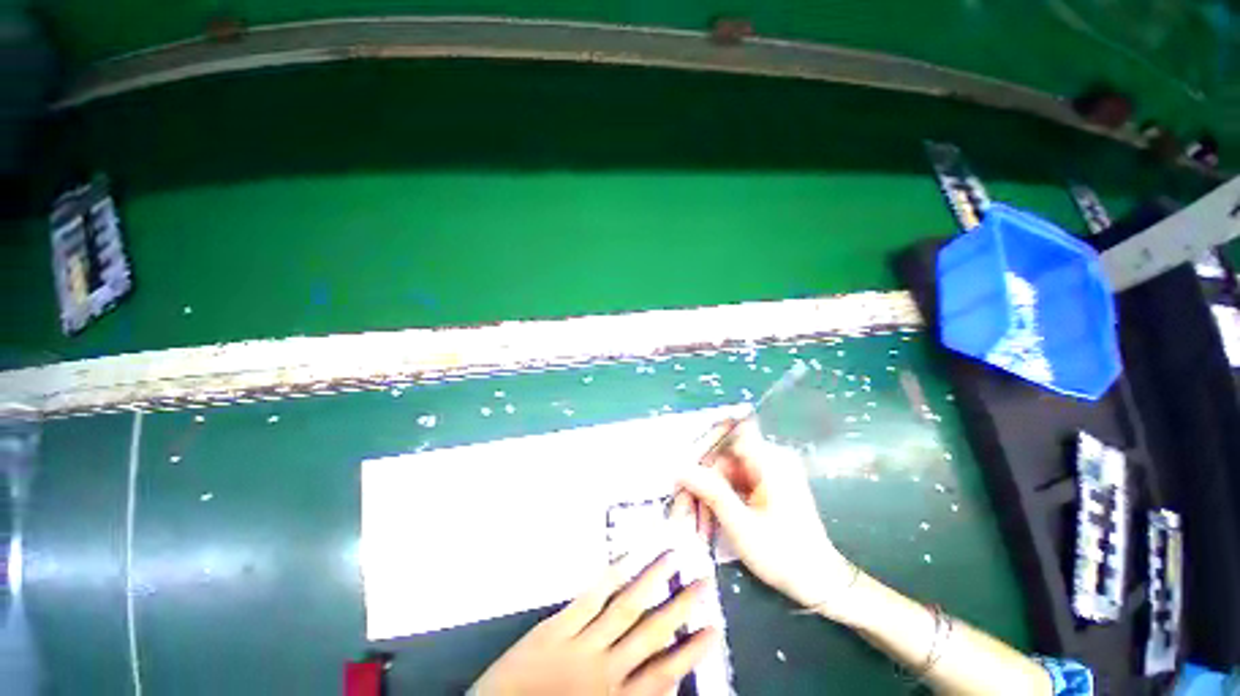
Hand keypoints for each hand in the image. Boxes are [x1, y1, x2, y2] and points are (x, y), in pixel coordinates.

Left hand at [471, 552, 717, 695]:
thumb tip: (664, 681)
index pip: (663, 674)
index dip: (691, 651)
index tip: (713, 628)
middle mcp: (605, 671)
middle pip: (651, 633)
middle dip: (679, 607)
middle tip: (703, 581)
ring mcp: (581, 644)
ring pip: (625, 607)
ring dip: (651, 581)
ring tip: (671, 558)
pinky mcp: (557, 627)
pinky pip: (590, 598)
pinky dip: (611, 577)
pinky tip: (627, 559)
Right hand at [676, 419, 855, 618]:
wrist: (820, 582)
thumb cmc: (784, 555)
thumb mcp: (741, 525)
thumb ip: (711, 491)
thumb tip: (680, 468)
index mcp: (771, 461)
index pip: (733, 431)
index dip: (707, 439)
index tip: (685, 459)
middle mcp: (772, 458)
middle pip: (726, 452)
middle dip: (705, 473)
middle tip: (687, 498)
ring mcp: (771, 470)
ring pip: (728, 466)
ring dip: (712, 486)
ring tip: (699, 512)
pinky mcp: (768, 483)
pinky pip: (737, 478)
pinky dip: (723, 492)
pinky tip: (714, 512)